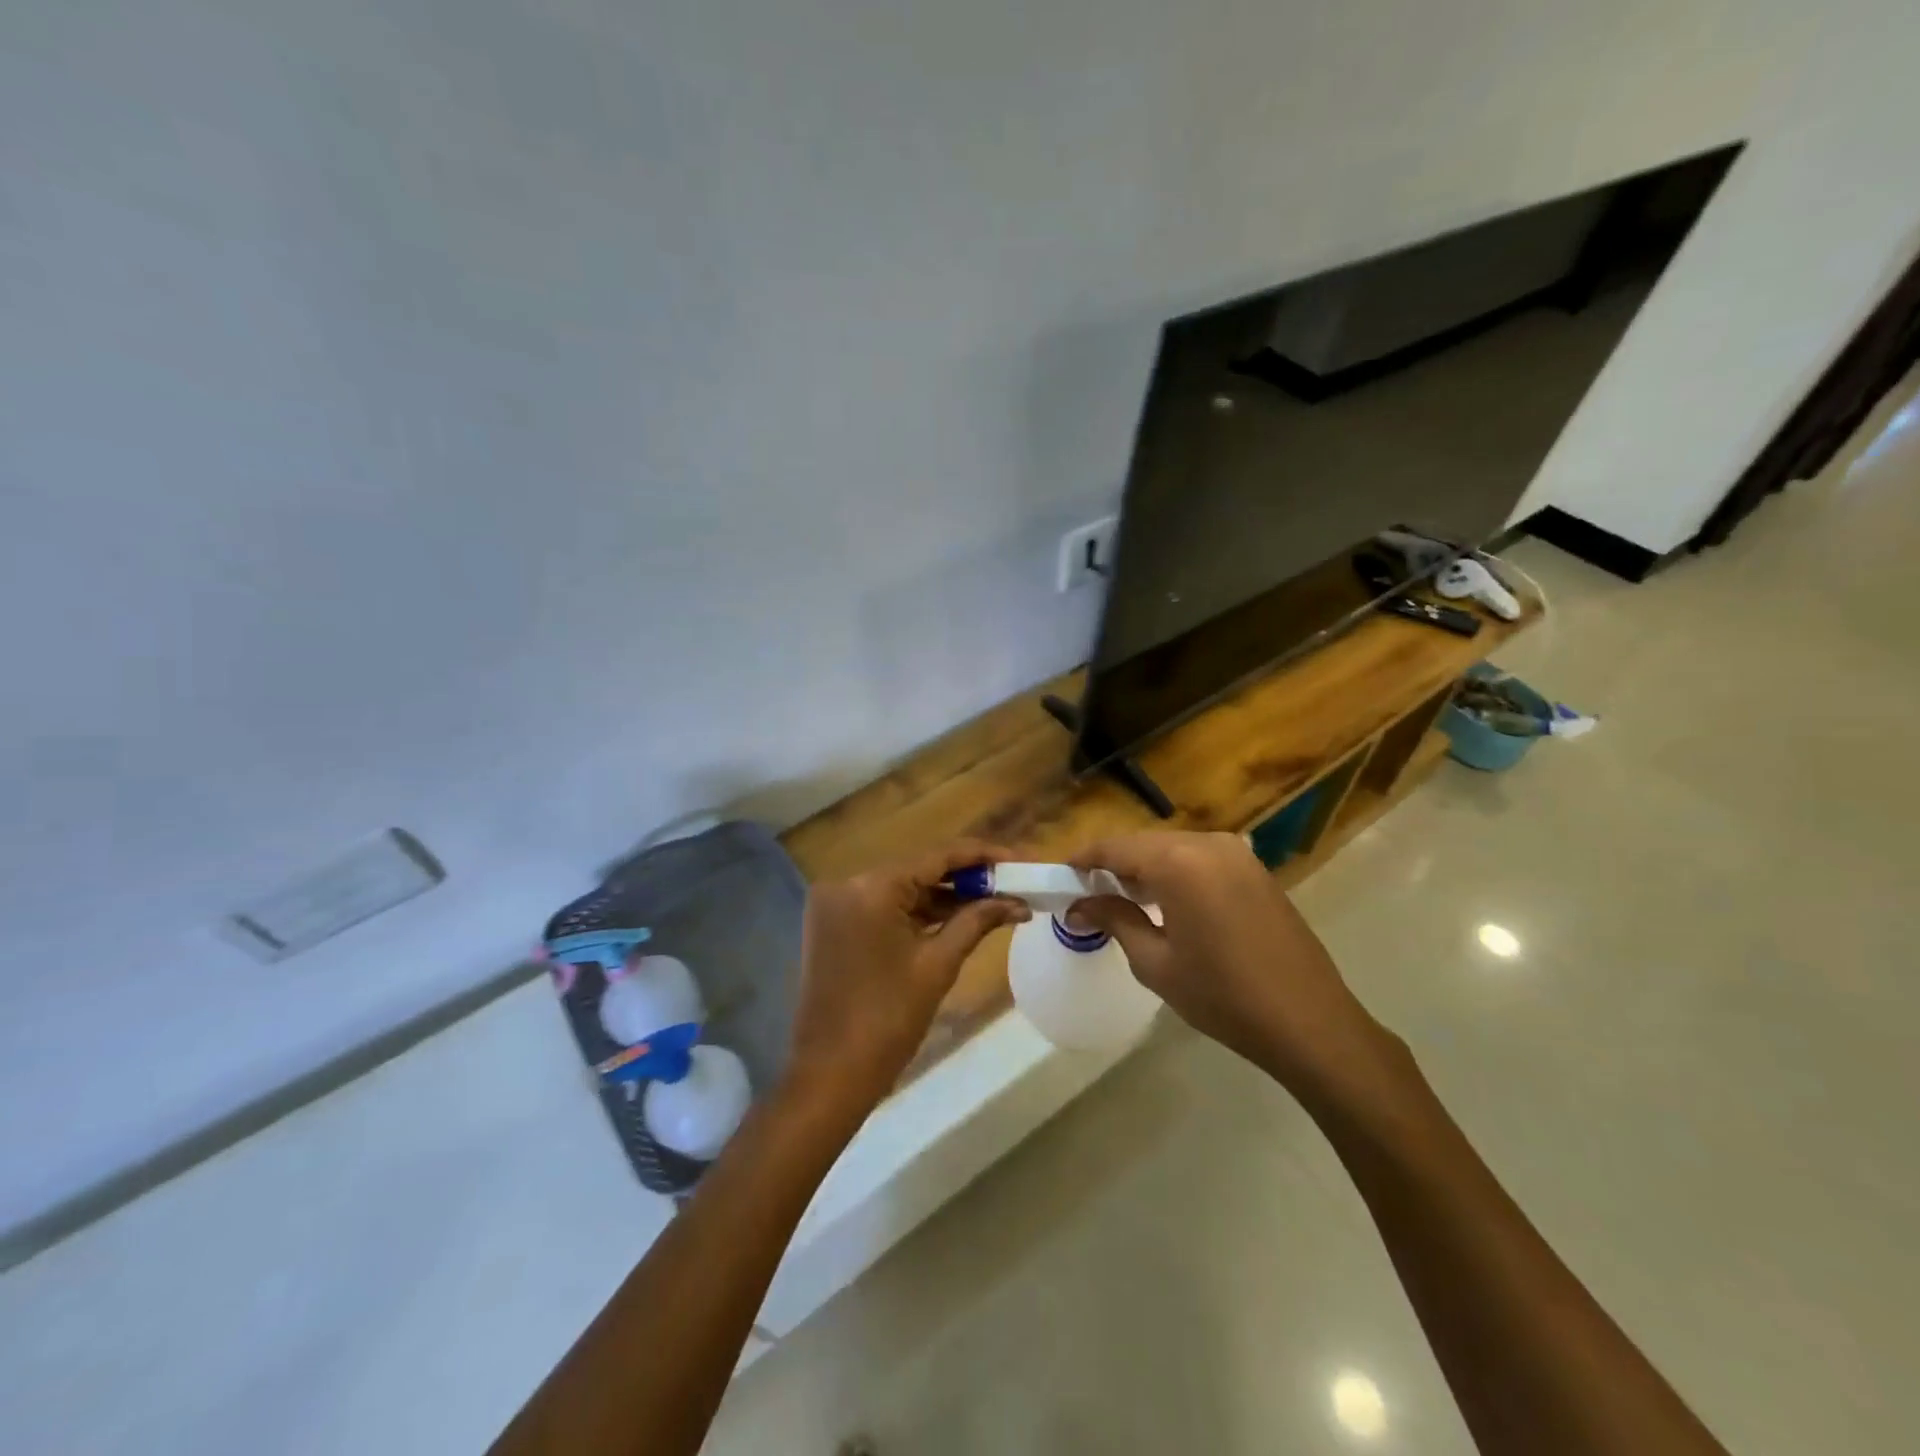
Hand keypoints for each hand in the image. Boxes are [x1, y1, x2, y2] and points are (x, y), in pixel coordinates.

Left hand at [784, 840, 1029, 1123]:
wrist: (830, 1075)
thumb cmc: (888, 1020)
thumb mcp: (938, 965)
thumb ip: (976, 921)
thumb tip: (1016, 901)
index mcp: (871, 887)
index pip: (937, 856)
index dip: (982, 856)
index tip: (1019, 859)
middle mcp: (846, 883)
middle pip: (918, 869)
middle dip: (966, 877)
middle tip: (1011, 883)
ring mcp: (835, 904)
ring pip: (901, 889)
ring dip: (943, 896)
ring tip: (993, 901)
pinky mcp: (832, 925)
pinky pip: (883, 907)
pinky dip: (916, 912)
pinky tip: (955, 917)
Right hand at [1068, 832, 1402, 1105]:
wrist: (1309, 1021)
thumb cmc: (1223, 996)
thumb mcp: (1155, 962)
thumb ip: (1114, 921)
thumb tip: (1078, 907)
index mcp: (1178, 862)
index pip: (1115, 848)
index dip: (1084, 860)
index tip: (1061, 877)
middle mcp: (1208, 844)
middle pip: (1144, 844)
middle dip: (1114, 865)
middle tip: (1089, 894)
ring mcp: (1237, 854)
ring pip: (1173, 849)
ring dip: (1145, 868)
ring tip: (1124, 900)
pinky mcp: (1255, 870)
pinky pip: (1201, 859)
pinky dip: (1176, 872)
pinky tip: (1168, 903)